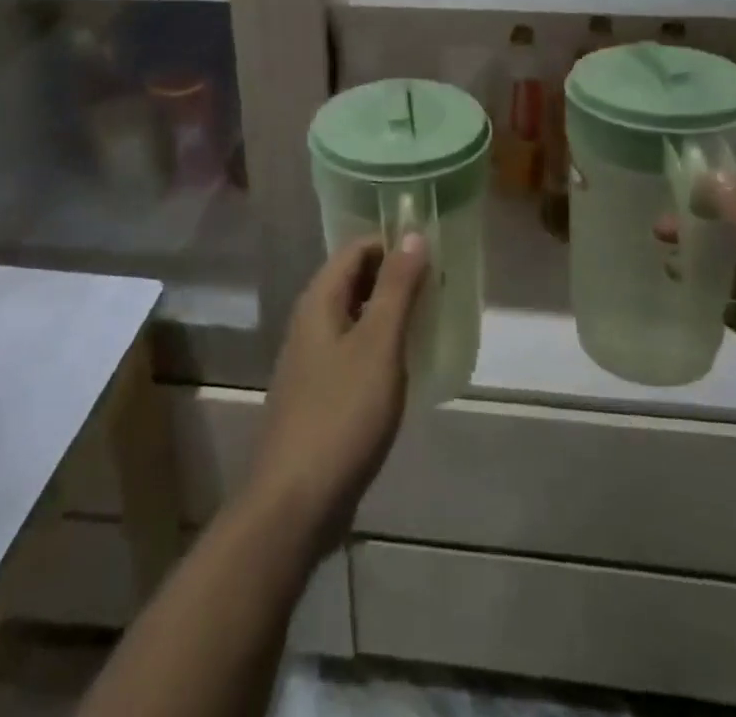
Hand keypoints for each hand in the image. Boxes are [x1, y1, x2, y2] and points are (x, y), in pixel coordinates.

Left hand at [248, 234, 427, 553]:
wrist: (296, 502)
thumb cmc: (342, 413)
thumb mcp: (378, 344)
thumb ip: (397, 288)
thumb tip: (412, 234)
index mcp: (319, 301)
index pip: (357, 249)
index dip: (393, 244)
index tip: (434, 254)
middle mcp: (310, 322)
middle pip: (355, 280)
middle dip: (395, 277)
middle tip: (440, 286)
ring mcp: (311, 360)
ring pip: (355, 317)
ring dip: (390, 312)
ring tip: (431, 320)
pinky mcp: (319, 394)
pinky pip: (353, 351)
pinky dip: (380, 345)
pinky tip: (405, 365)